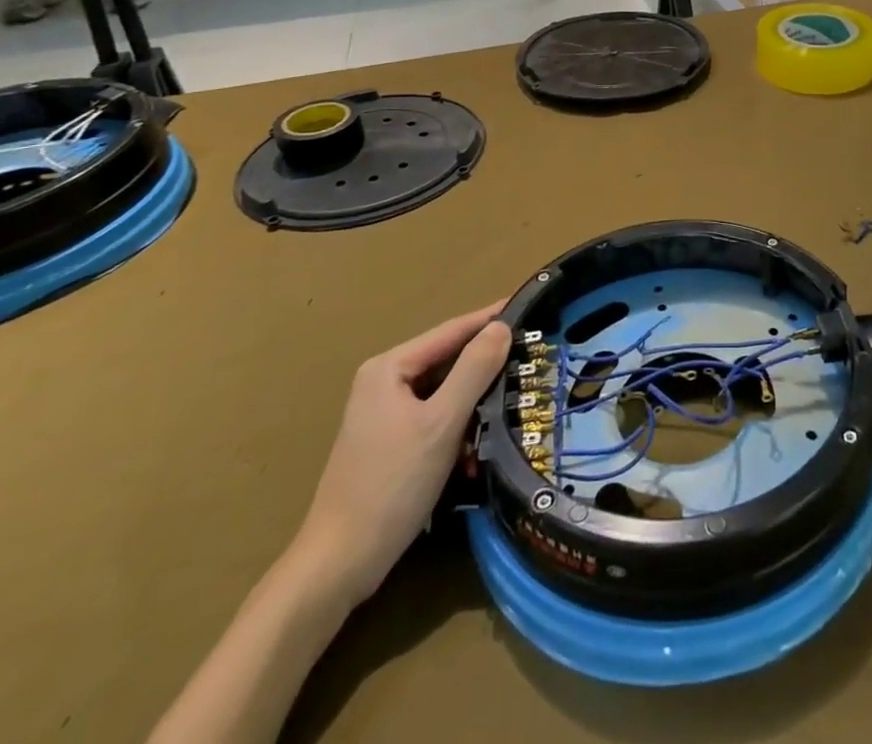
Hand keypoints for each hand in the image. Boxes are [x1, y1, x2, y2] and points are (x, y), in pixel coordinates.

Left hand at [292, 304, 510, 605]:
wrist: (339, 565)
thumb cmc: (391, 485)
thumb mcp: (441, 423)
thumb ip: (474, 370)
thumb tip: (501, 326)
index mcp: (389, 368)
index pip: (451, 331)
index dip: (491, 319)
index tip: (529, 307)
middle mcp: (384, 382)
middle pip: (447, 361)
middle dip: (487, 364)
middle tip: (532, 355)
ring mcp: (385, 414)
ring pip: (444, 392)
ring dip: (476, 400)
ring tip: (517, 396)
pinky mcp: (391, 443)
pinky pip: (435, 418)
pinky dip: (459, 426)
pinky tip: (481, 445)